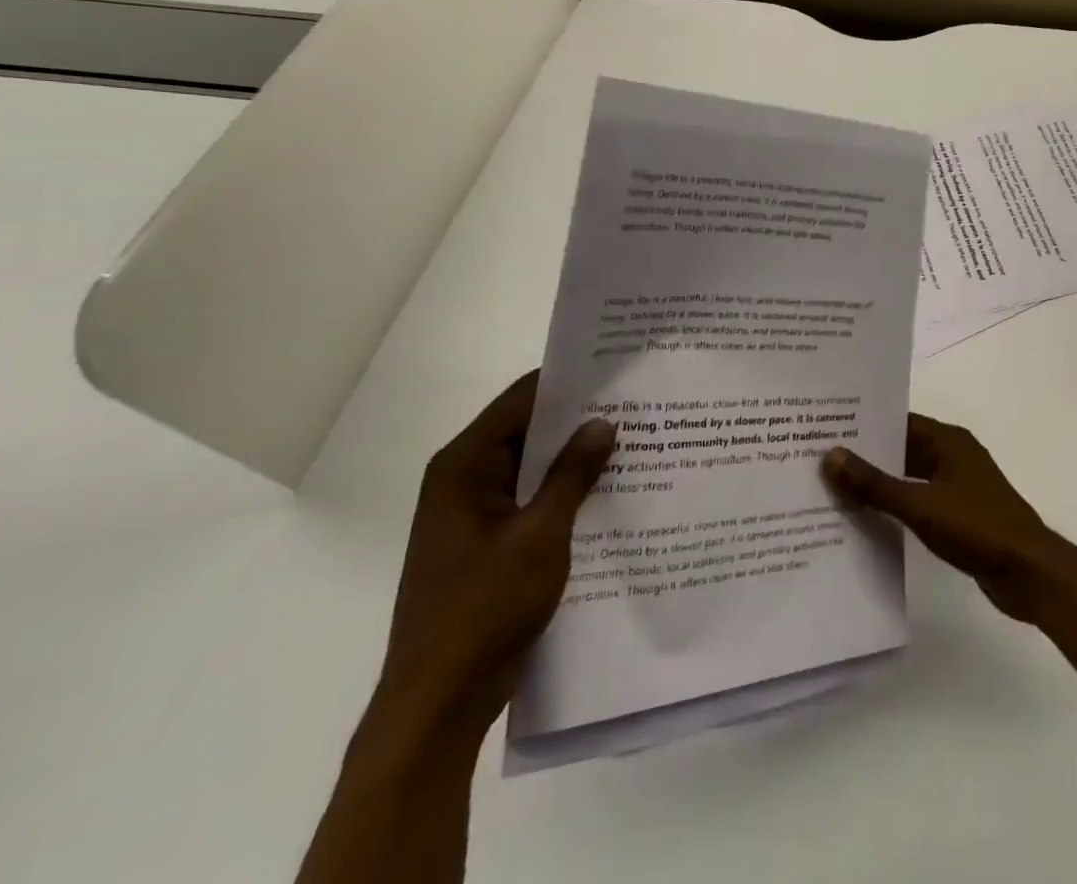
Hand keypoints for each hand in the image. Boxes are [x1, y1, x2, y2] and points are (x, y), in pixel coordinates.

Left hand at [374, 371, 615, 742]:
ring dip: (575, 459)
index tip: (618, 370)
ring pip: (532, 467)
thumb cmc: (484, 610)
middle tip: (638, 405)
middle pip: (527, 430)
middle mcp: (463, 481)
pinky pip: (531, 499)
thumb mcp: (541, 534)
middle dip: (579, 420)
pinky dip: (565, 491)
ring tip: (635, 442)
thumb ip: (573, 474)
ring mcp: (473, 514)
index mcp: (464, 467)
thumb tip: (603, 422)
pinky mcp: (487, 543)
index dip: (569, 382)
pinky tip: (610, 491)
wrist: (437, 705)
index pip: (522, 399)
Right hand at [822, 414, 1076, 622]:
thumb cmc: (978, 527)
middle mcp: (953, 455)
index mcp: (948, 440)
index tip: (826, 428)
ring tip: (833, 488)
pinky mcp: (959, 513)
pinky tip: (866, 518)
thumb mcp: (921, 505)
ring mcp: (958, 485)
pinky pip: (919, 500)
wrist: (1029, 572)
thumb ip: (875, 484)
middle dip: (866, 454)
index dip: (865, 424)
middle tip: (819, 459)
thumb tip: (831, 456)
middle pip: (902, 447)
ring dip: (880, 483)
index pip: (899, 420)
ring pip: (909, 476)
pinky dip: (896, 506)